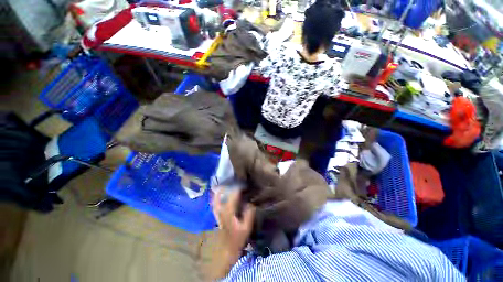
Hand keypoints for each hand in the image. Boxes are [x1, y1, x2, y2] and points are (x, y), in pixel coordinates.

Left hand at [212, 188, 254, 253]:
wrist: (227, 249)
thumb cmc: (238, 238)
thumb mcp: (246, 227)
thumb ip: (249, 214)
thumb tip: (250, 203)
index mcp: (228, 211)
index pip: (233, 196)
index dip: (238, 189)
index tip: (244, 185)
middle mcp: (221, 210)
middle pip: (220, 195)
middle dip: (225, 187)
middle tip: (230, 182)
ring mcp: (217, 213)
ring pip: (215, 199)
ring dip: (218, 192)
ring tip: (222, 185)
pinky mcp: (217, 216)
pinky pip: (214, 204)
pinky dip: (215, 198)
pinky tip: (217, 195)